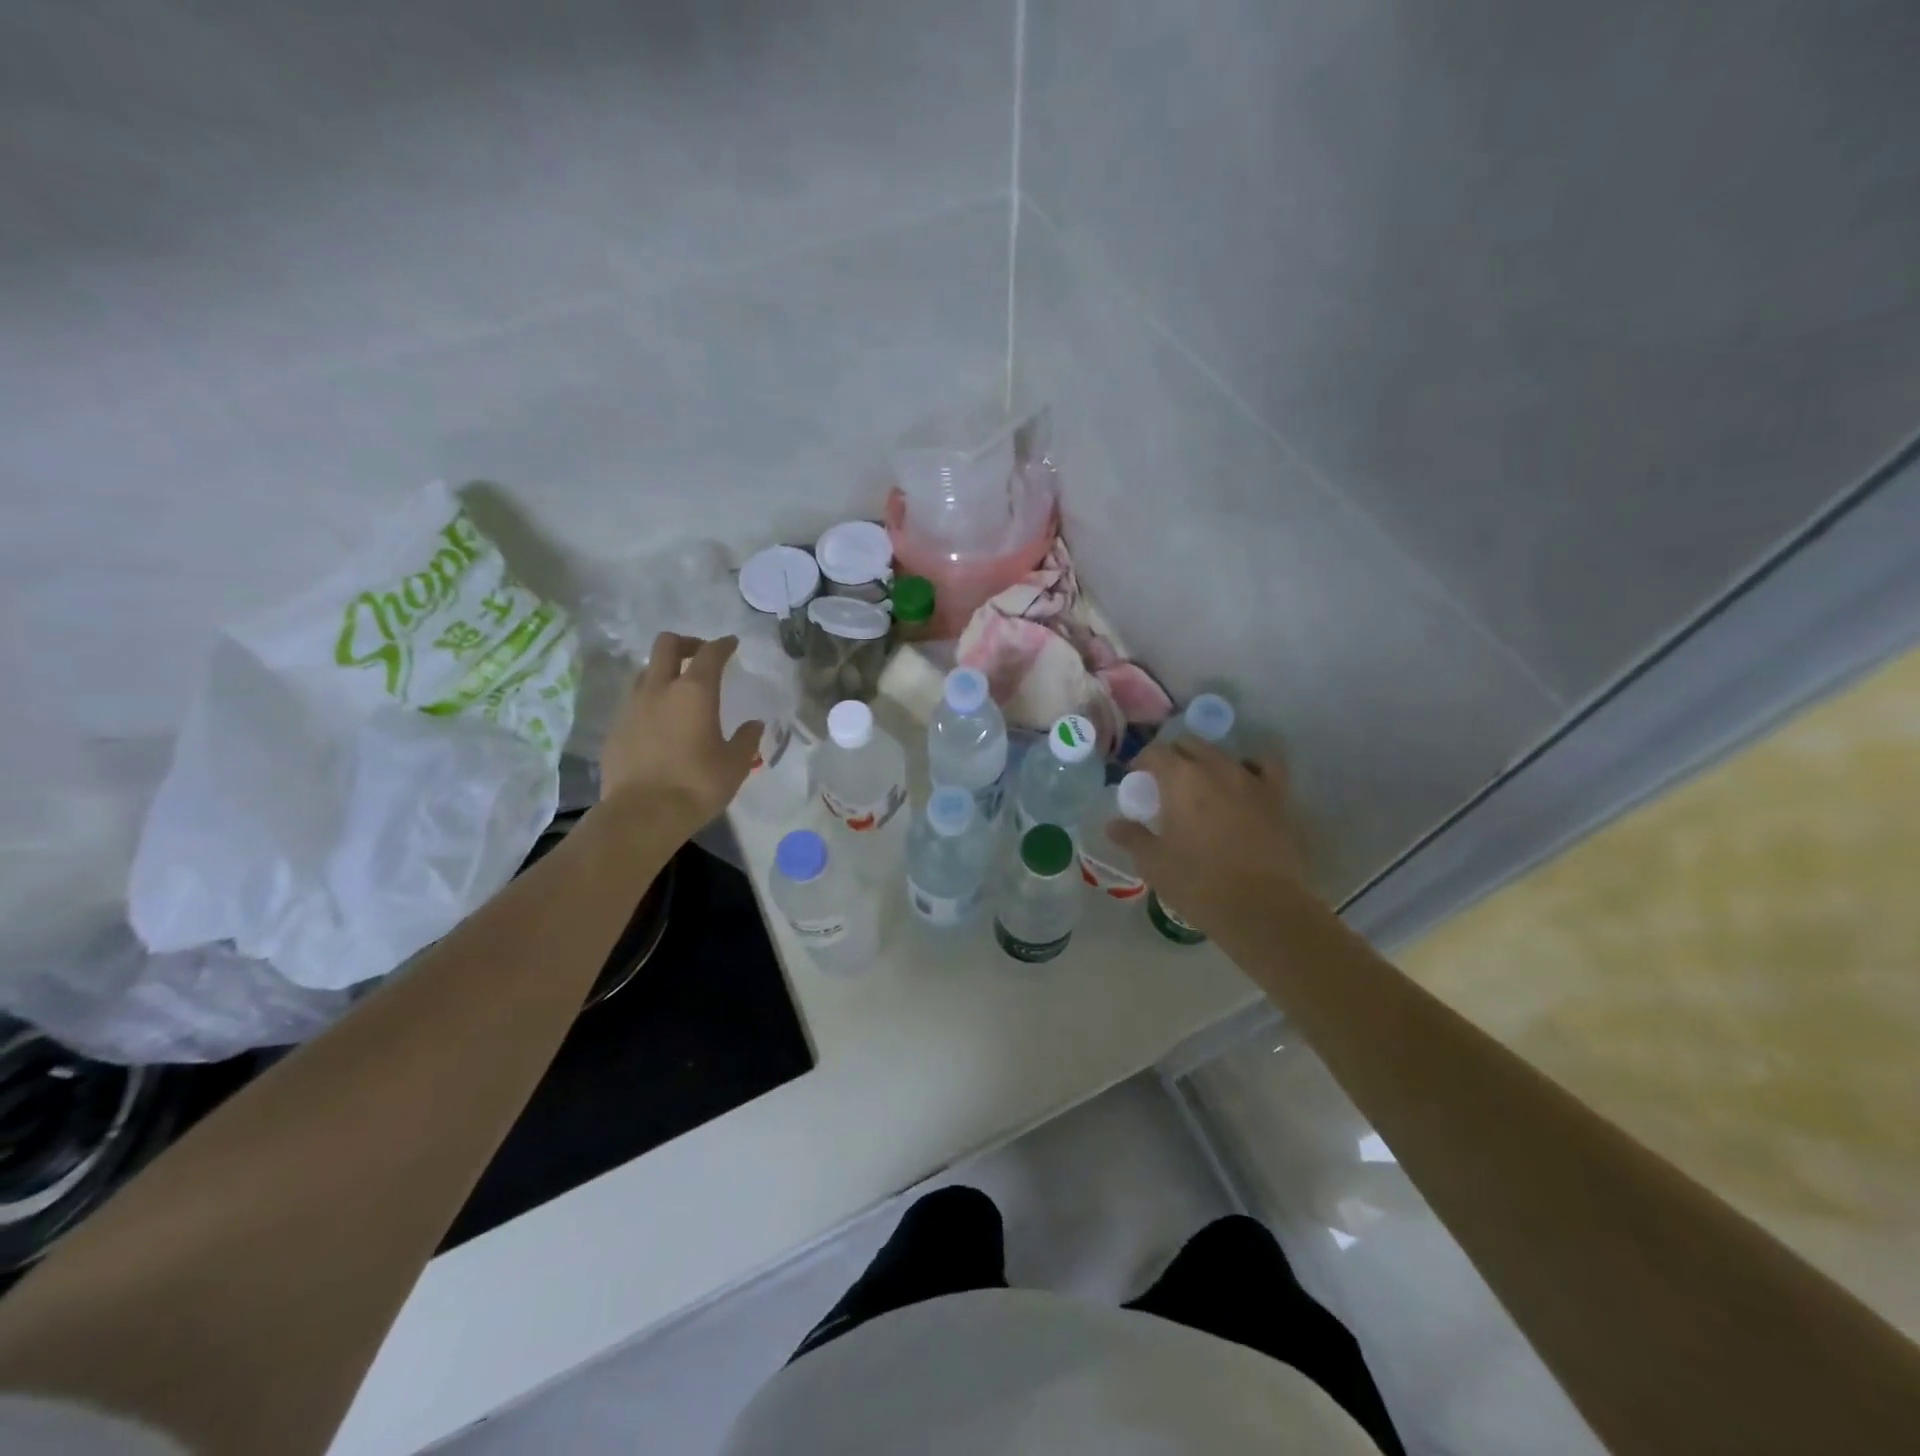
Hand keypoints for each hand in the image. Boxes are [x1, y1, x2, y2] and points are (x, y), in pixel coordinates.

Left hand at [598, 633, 761, 836]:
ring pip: (645, 671)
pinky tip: (660, 725)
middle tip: (700, 656)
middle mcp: (660, 690)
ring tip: (678, 691)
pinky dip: (649, 703)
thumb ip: (746, 739)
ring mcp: (632, 707)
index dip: (723, 645)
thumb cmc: (697, 785)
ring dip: (663, 672)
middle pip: (666, 645)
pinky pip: (633, 703)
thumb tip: (754, 724)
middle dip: (685, 643)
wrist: (642, 814)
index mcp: (695, 692)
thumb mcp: (735, 765)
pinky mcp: (615, 729)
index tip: (732, 644)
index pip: (710, 653)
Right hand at [1107, 738, 1311, 938]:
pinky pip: (1265, 766)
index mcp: (1181, 779)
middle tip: (1165, 783)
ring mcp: (1251, 780)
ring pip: (1224, 754)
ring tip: (1203, 784)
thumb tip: (1113, 825)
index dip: (1142, 761)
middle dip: (1174, 757)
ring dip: (1208, 762)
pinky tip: (1245, 782)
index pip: (1155, 752)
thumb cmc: (1198, 883)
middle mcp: (1216, 768)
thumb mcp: (1154, 863)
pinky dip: (1251, 767)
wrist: (1262, 907)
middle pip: (1189, 745)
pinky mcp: (1278, 797)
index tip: (1136, 779)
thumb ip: (1132, 837)